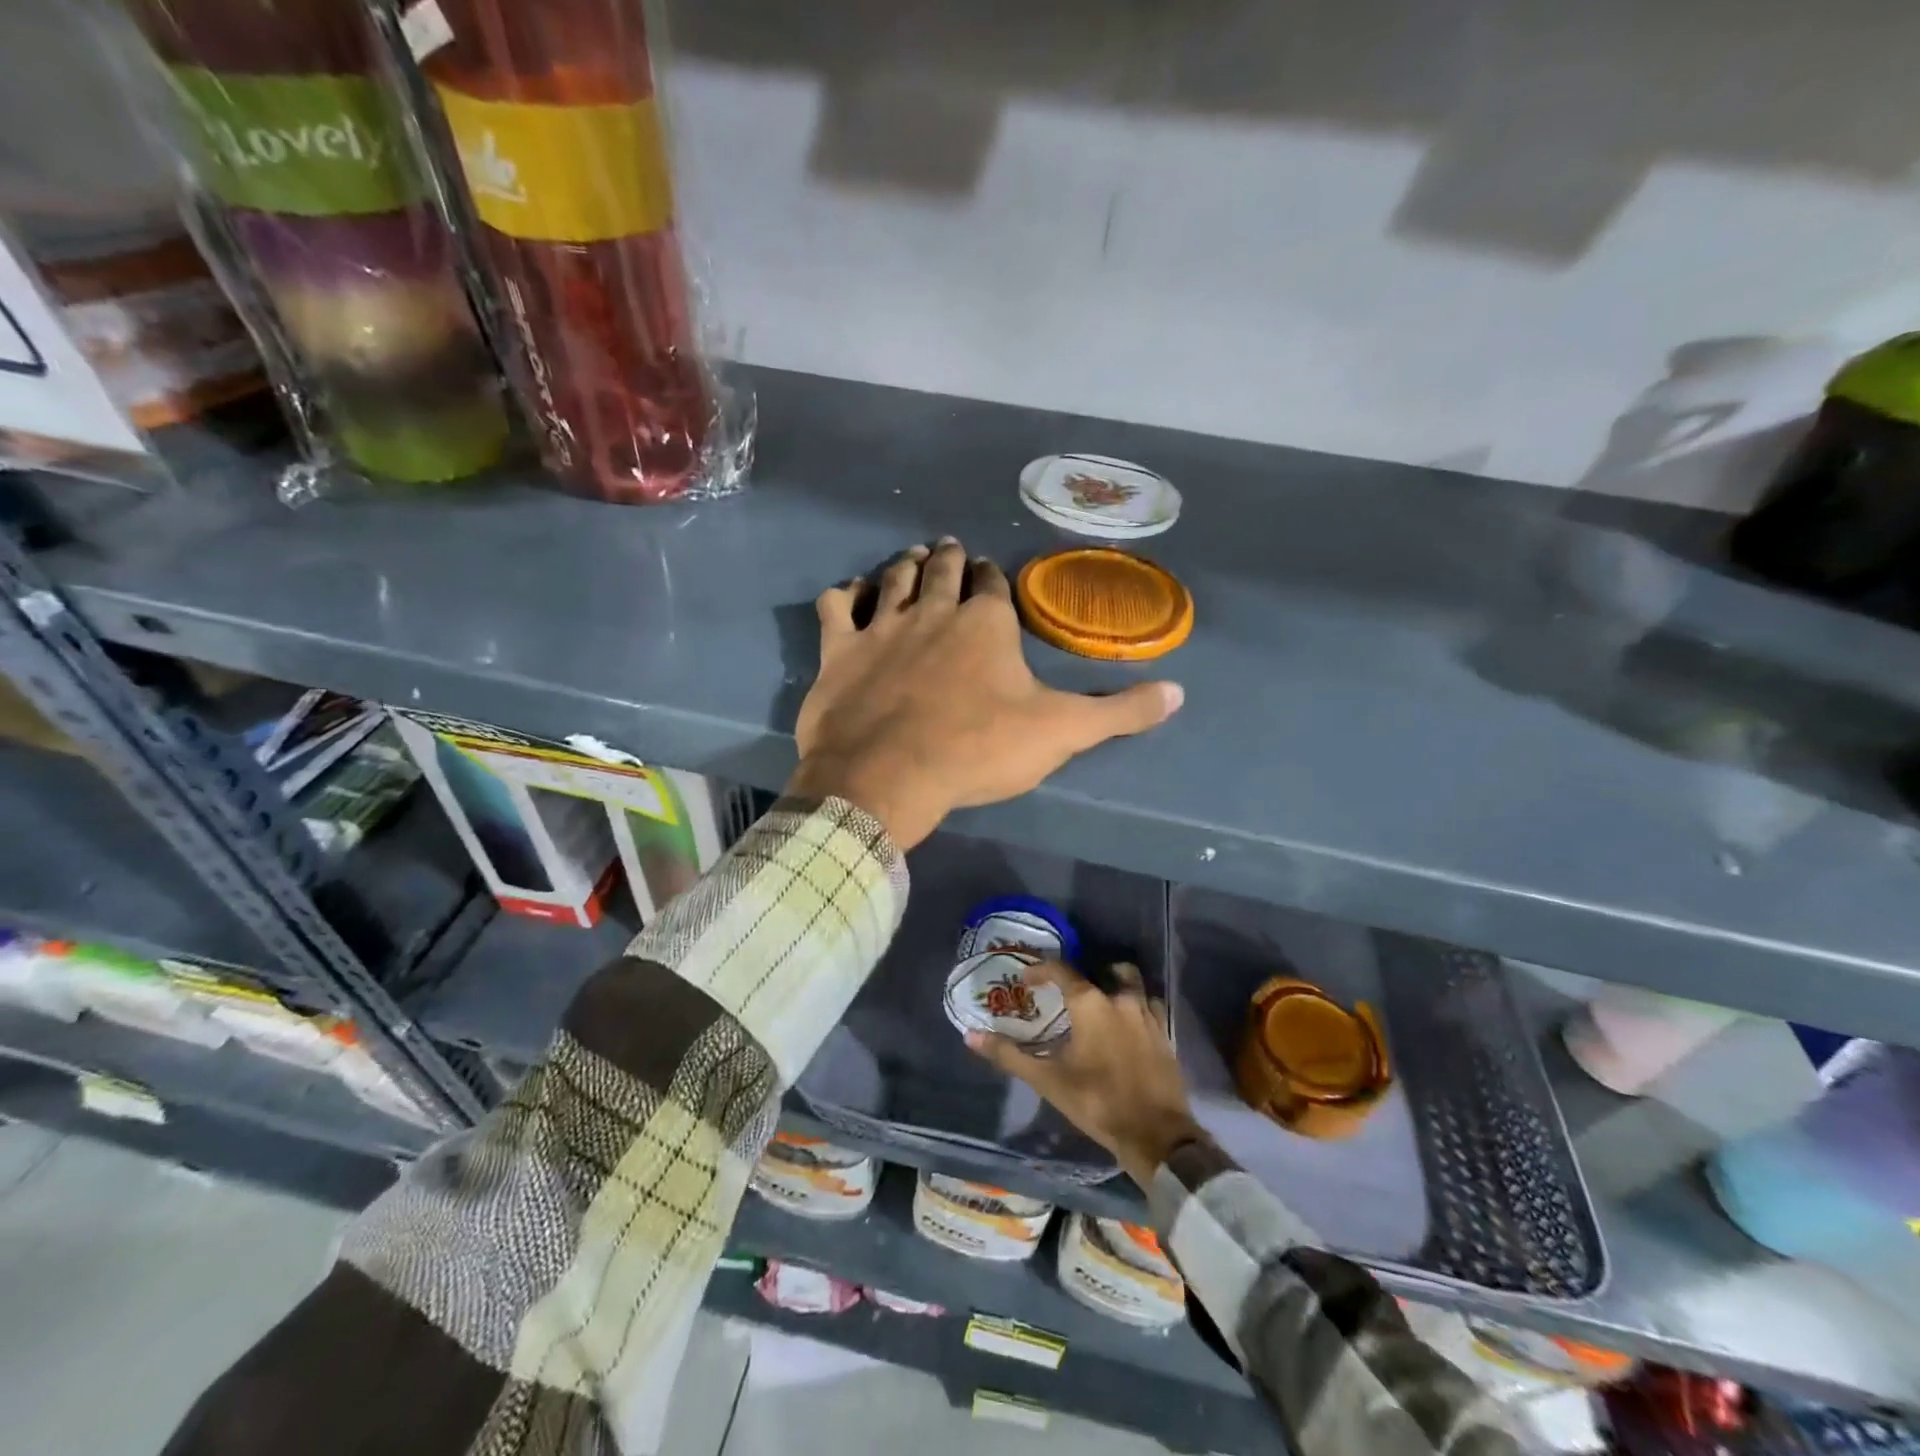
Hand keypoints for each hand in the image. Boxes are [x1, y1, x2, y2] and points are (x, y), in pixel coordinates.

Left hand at [789, 538, 1182, 848]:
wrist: (889, 775)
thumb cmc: (977, 750)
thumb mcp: (1060, 733)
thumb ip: (1119, 712)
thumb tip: (1180, 693)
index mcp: (986, 623)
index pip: (992, 584)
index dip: (992, 577)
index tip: (990, 572)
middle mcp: (933, 610)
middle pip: (943, 570)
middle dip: (950, 558)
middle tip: (950, 550)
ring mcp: (882, 626)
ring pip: (893, 577)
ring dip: (905, 564)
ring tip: (914, 557)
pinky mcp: (840, 650)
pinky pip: (837, 607)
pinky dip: (843, 595)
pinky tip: (848, 594)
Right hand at [966, 961, 1201, 1186]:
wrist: (1156, 1135)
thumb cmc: (1097, 1102)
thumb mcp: (1048, 1080)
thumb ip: (1009, 1055)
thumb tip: (971, 1036)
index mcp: (1091, 1003)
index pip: (1061, 970)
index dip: (1041, 970)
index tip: (1026, 980)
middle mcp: (1121, 999)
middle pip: (1105, 970)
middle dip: (1085, 975)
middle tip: (1068, 993)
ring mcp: (1148, 1015)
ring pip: (1132, 984)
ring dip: (1115, 986)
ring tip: (1099, 1004)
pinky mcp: (1165, 1034)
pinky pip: (1150, 1007)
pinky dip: (1136, 1007)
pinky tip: (1126, 1027)